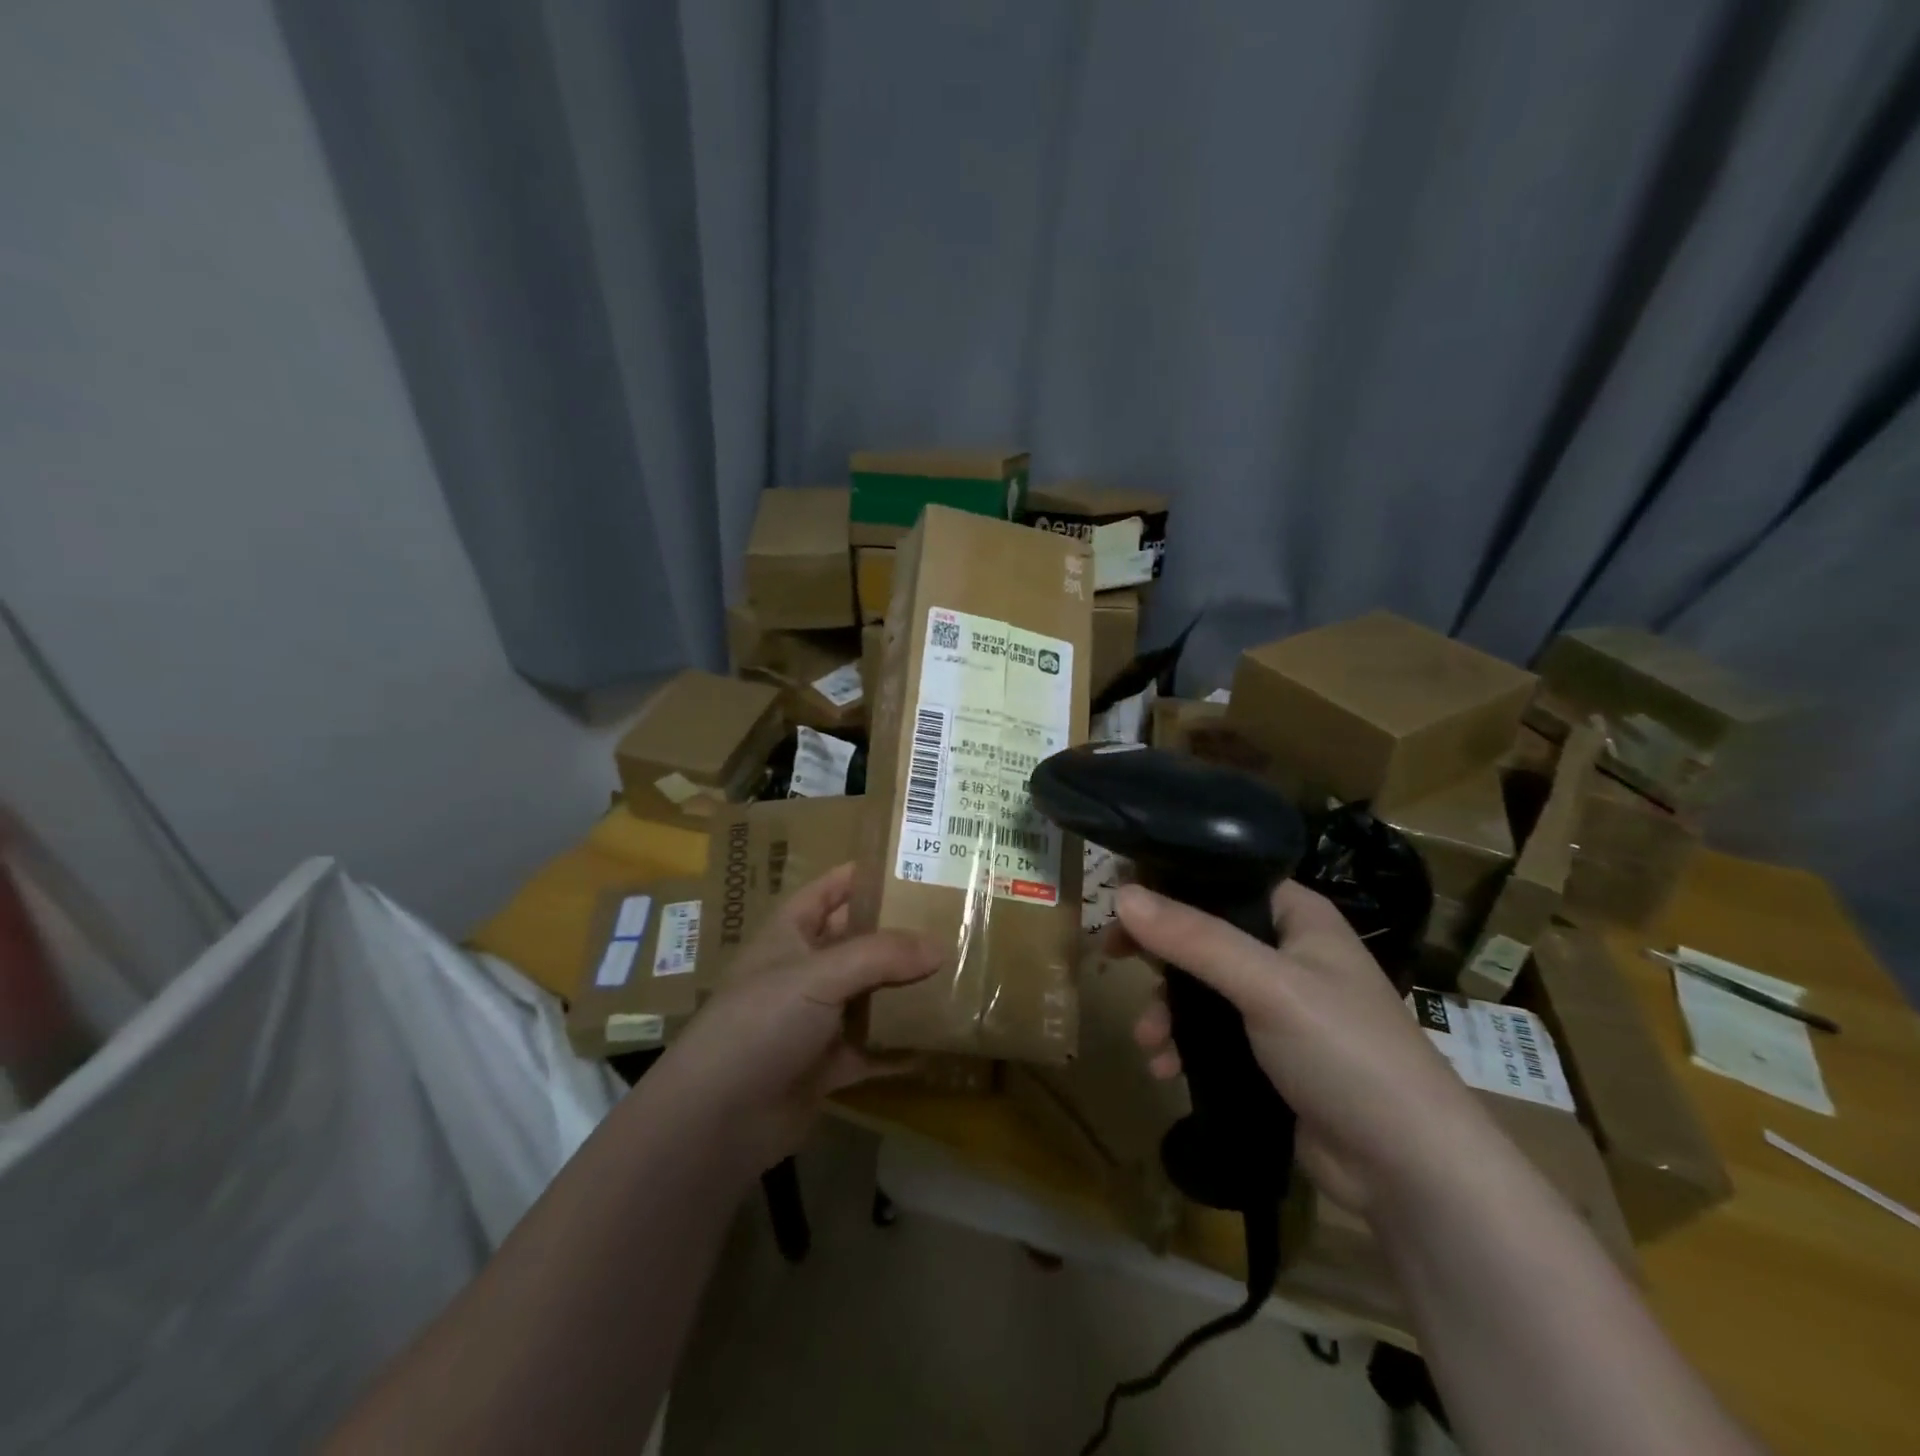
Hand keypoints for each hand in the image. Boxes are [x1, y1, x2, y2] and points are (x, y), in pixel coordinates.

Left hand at [653, 863, 939, 1170]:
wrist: (717, 1120)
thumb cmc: (761, 1023)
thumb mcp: (820, 975)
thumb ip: (881, 956)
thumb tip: (941, 946)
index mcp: (790, 933)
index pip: (829, 890)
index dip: (863, 875)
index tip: (913, 866)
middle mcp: (804, 971)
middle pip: (858, 942)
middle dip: (899, 934)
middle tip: (952, 923)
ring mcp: (816, 1020)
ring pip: (870, 995)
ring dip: (906, 990)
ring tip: (958, 975)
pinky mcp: (828, 1064)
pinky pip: (874, 1046)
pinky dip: (902, 1045)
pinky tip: (940, 1040)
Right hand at [1116, 880, 1490, 1214]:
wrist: (1407, 1170)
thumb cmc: (1344, 1051)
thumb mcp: (1266, 985)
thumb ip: (1193, 938)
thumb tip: (1121, 894)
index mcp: (1298, 917)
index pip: (1224, 879)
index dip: (1171, 883)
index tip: (1120, 896)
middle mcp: (1288, 953)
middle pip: (1204, 933)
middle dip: (1159, 954)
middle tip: (1111, 955)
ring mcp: (1279, 1007)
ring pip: (1201, 988)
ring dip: (1166, 1010)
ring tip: (1147, 1041)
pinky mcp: (1269, 1055)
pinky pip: (1210, 1034)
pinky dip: (1183, 1046)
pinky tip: (1164, 1069)